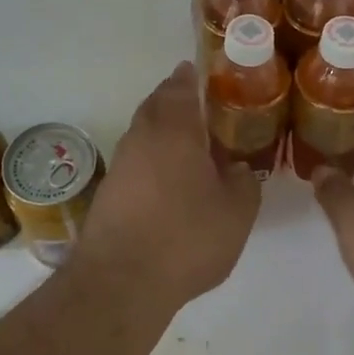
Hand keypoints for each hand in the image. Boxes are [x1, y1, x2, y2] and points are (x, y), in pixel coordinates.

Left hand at [78, 62, 260, 311]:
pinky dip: (153, 159)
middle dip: (176, 101)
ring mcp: (120, 162)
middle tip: (202, 109)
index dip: (191, 77)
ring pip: (144, 132)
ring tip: (191, 146)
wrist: (121, 281)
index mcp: (174, 128)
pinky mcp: (109, 190)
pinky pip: (136, 160)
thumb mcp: (237, 211)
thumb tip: (238, 168)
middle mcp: (142, 136)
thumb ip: (244, 181)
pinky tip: (170, 181)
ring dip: (164, 131)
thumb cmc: (186, 237)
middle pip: (157, 105)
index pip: (180, 86)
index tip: (201, 73)